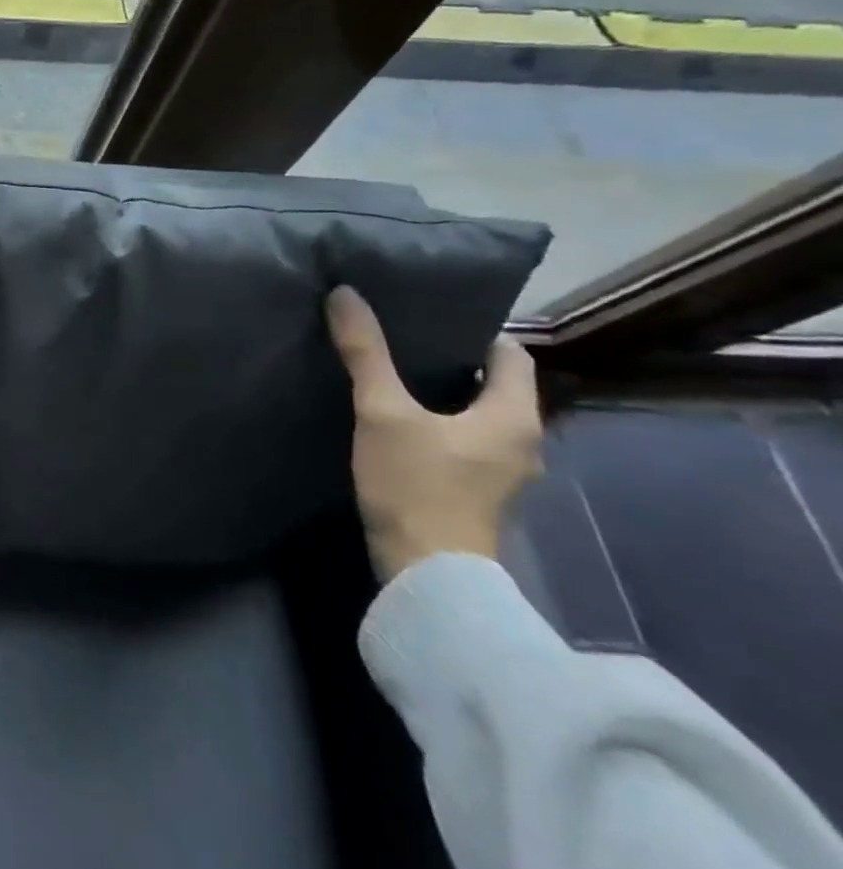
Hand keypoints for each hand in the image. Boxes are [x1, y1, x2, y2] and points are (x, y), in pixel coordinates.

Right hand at [325, 285, 542, 580]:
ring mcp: (504, 473)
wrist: (427, 574)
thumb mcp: (383, 412)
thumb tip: (345, 294)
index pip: (510, 354)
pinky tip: (399, 421)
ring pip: (479, 415)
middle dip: (452, 361)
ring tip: (394, 375)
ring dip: (444, 395)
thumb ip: (366, 353)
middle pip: (495, 385)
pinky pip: (467, 441)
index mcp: (514, 417)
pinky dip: (441, 424)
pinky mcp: (479, 493)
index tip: (427, 318)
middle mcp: (523, 442)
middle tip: (401, 339)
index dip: (474, 331)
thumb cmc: (416, 485)